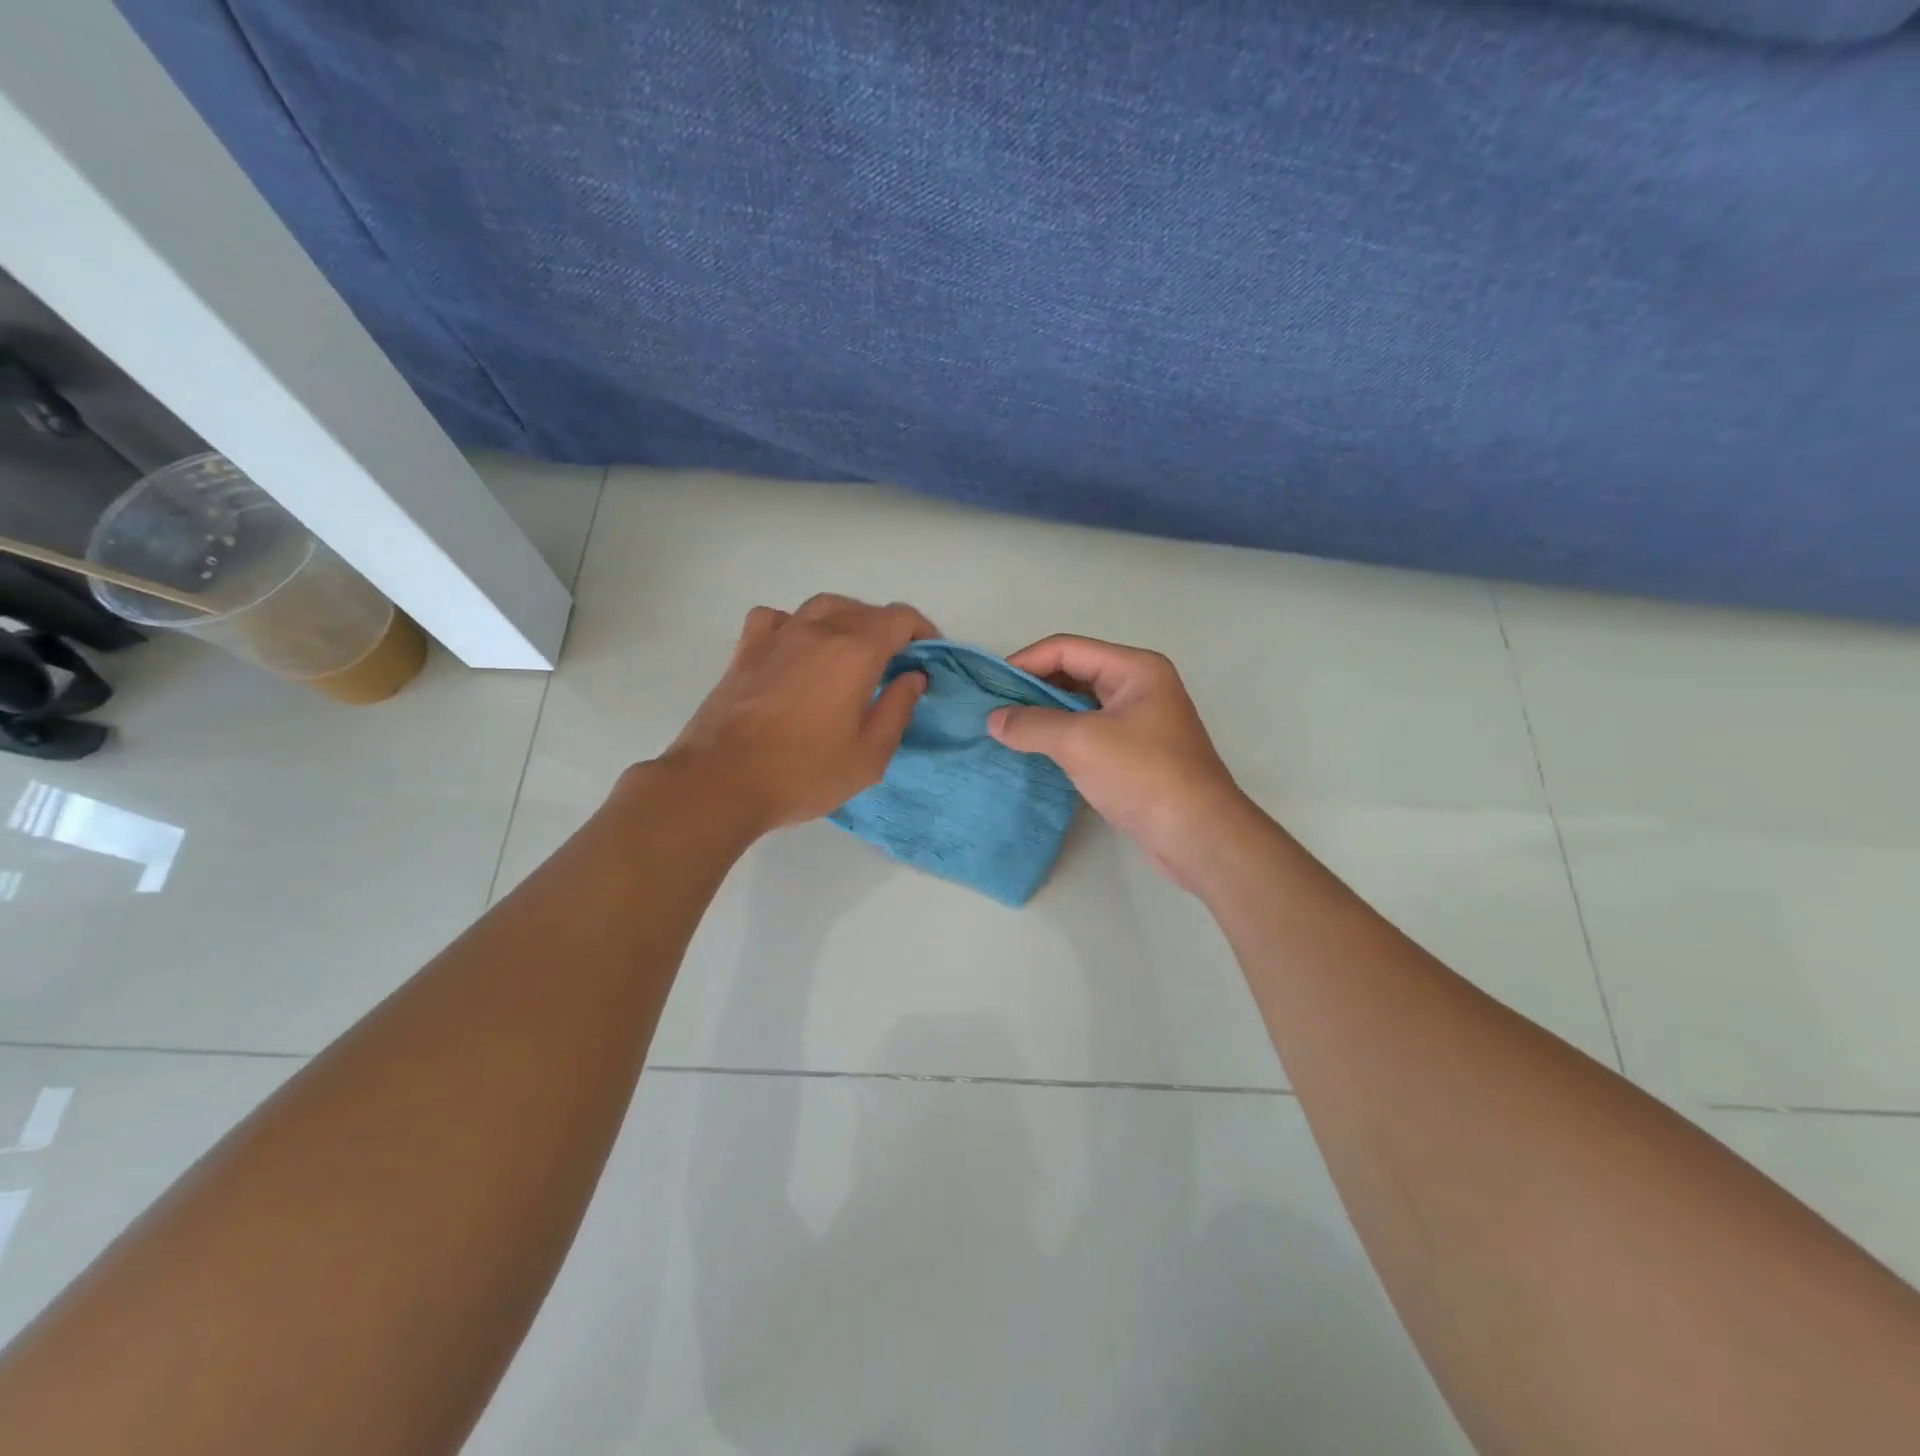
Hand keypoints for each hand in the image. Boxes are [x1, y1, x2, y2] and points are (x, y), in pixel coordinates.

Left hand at [660, 594, 936, 832]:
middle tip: (896, 663)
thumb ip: (897, 709)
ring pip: (822, 606)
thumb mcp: (869, 756)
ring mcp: (777, 637)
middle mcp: (817, 631)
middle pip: (863, 609)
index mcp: (854, 653)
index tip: (929, 656)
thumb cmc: (803, 773)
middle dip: (888, 629)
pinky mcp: (745, 651)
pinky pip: (777, 618)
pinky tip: (798, 648)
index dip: (922, 631)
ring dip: (847, 620)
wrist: (720, 782)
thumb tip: (912, 676)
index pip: (899, 619)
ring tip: (852, 651)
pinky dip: (797, 623)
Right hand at [988, 635, 1251, 887]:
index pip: (1067, 649)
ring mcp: (1140, 722)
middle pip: (1074, 673)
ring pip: (1081, 706)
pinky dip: (1061, 738)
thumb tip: (994, 720)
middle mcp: (1140, 687)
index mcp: (1135, 669)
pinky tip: (1036, 753)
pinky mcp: (1137, 754)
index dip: (1025, 662)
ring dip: (1045, 716)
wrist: (1197, 835)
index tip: (989, 687)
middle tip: (994, 710)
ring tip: (1007, 732)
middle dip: (1032, 689)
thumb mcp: (1080, 742)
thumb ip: (1032, 725)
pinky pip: (1090, 734)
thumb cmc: (1142, 775)